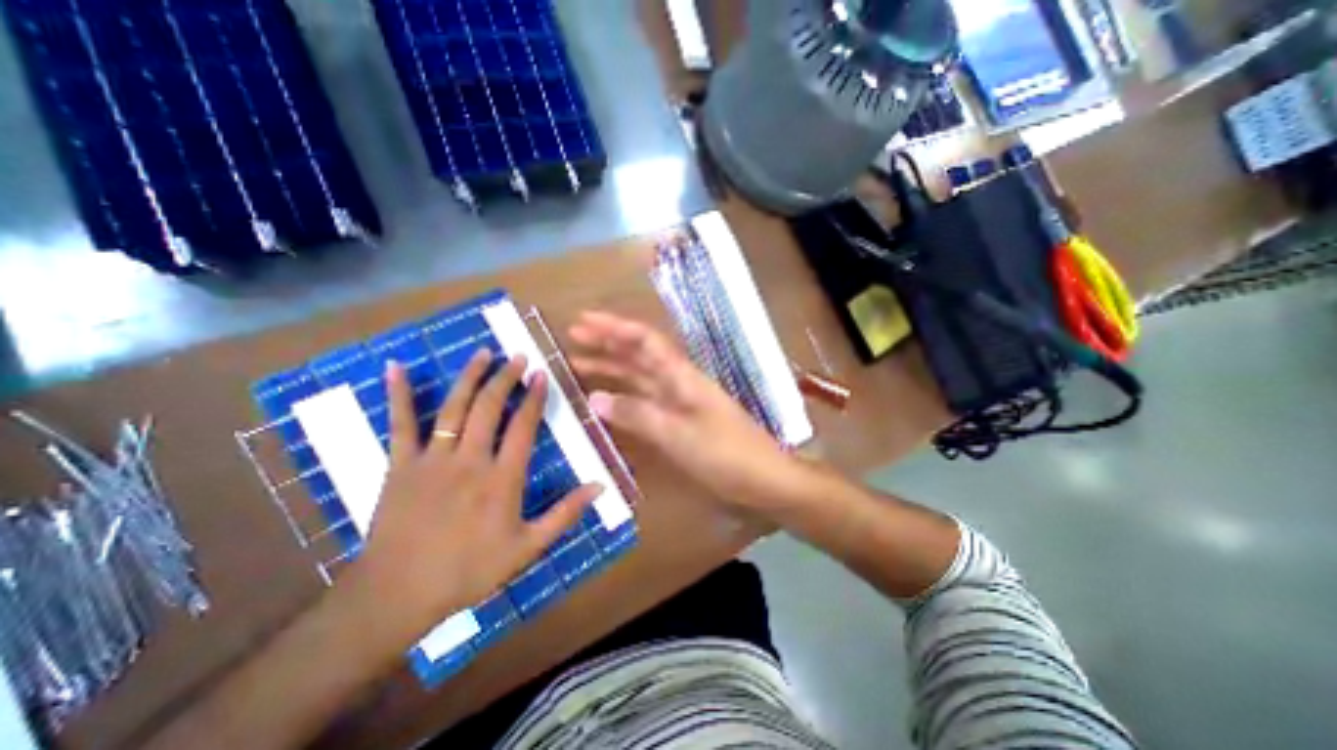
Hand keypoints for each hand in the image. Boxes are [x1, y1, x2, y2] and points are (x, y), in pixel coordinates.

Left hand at [339, 352, 596, 651]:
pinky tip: (395, 367)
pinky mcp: (401, 465)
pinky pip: (400, 424)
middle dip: (506, 378)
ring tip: (484, 353)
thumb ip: (564, 514)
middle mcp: (470, 460)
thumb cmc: (469, 571)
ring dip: (470, 377)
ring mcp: (433, 459)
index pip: (523, 427)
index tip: (542, 375)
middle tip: (517, 356)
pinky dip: (397, 394)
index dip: (534, 398)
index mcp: (502, 479)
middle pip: (490, 408)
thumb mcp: (527, 548)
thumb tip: (599, 486)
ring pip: (454, 408)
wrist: (397, 595)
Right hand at [566, 309, 796, 512]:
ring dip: (611, 368)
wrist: (763, 478)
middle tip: (573, 337)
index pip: (644, 340)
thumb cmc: (725, 453)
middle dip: (607, 343)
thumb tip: (595, 399)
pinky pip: (645, 400)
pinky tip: (608, 399)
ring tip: (579, 364)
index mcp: (681, 376)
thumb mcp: (678, 435)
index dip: (614, 327)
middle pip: (639, 354)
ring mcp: (679, 401)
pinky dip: (624, 396)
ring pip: (640, 376)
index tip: (583, 321)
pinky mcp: (680, 420)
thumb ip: (637, 415)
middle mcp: (678, 381)